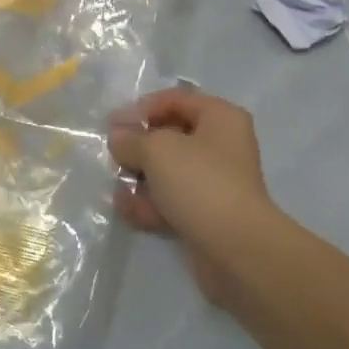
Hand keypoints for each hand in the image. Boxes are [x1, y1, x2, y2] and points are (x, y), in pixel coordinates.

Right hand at [108, 88, 275, 302]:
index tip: (112, 125)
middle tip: (113, 156)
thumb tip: (118, 139)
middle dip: (139, 146)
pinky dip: (150, 203)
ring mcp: (215, 182)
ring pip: (169, 171)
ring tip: (116, 185)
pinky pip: (172, 200)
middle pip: (171, 136)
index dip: (141, 109)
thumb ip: (132, 140)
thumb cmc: (199, 182)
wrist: (235, 248)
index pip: (175, 100)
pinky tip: (126, 208)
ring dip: (141, 177)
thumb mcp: (157, 150)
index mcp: (220, 117)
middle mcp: (222, 145)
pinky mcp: (207, 214)